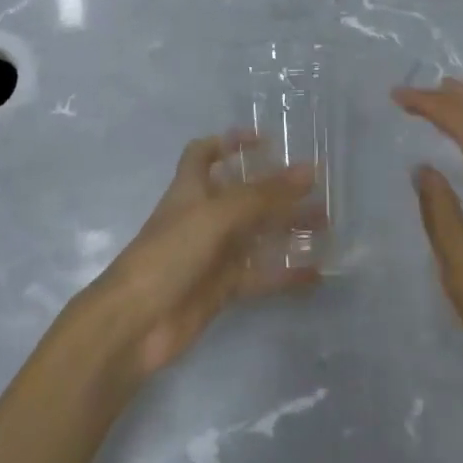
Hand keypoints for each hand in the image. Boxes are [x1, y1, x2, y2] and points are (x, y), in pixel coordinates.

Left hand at [83, 132, 317, 382]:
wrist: (136, 322)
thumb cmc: (171, 253)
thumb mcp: (217, 215)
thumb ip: (263, 194)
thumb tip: (308, 171)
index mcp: (192, 189)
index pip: (204, 153)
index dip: (230, 142)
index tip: (265, 141)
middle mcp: (204, 216)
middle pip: (244, 194)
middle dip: (277, 189)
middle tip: (317, 188)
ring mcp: (213, 253)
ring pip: (257, 234)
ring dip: (288, 228)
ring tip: (326, 225)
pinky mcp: (223, 288)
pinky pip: (260, 274)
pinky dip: (286, 273)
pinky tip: (316, 273)